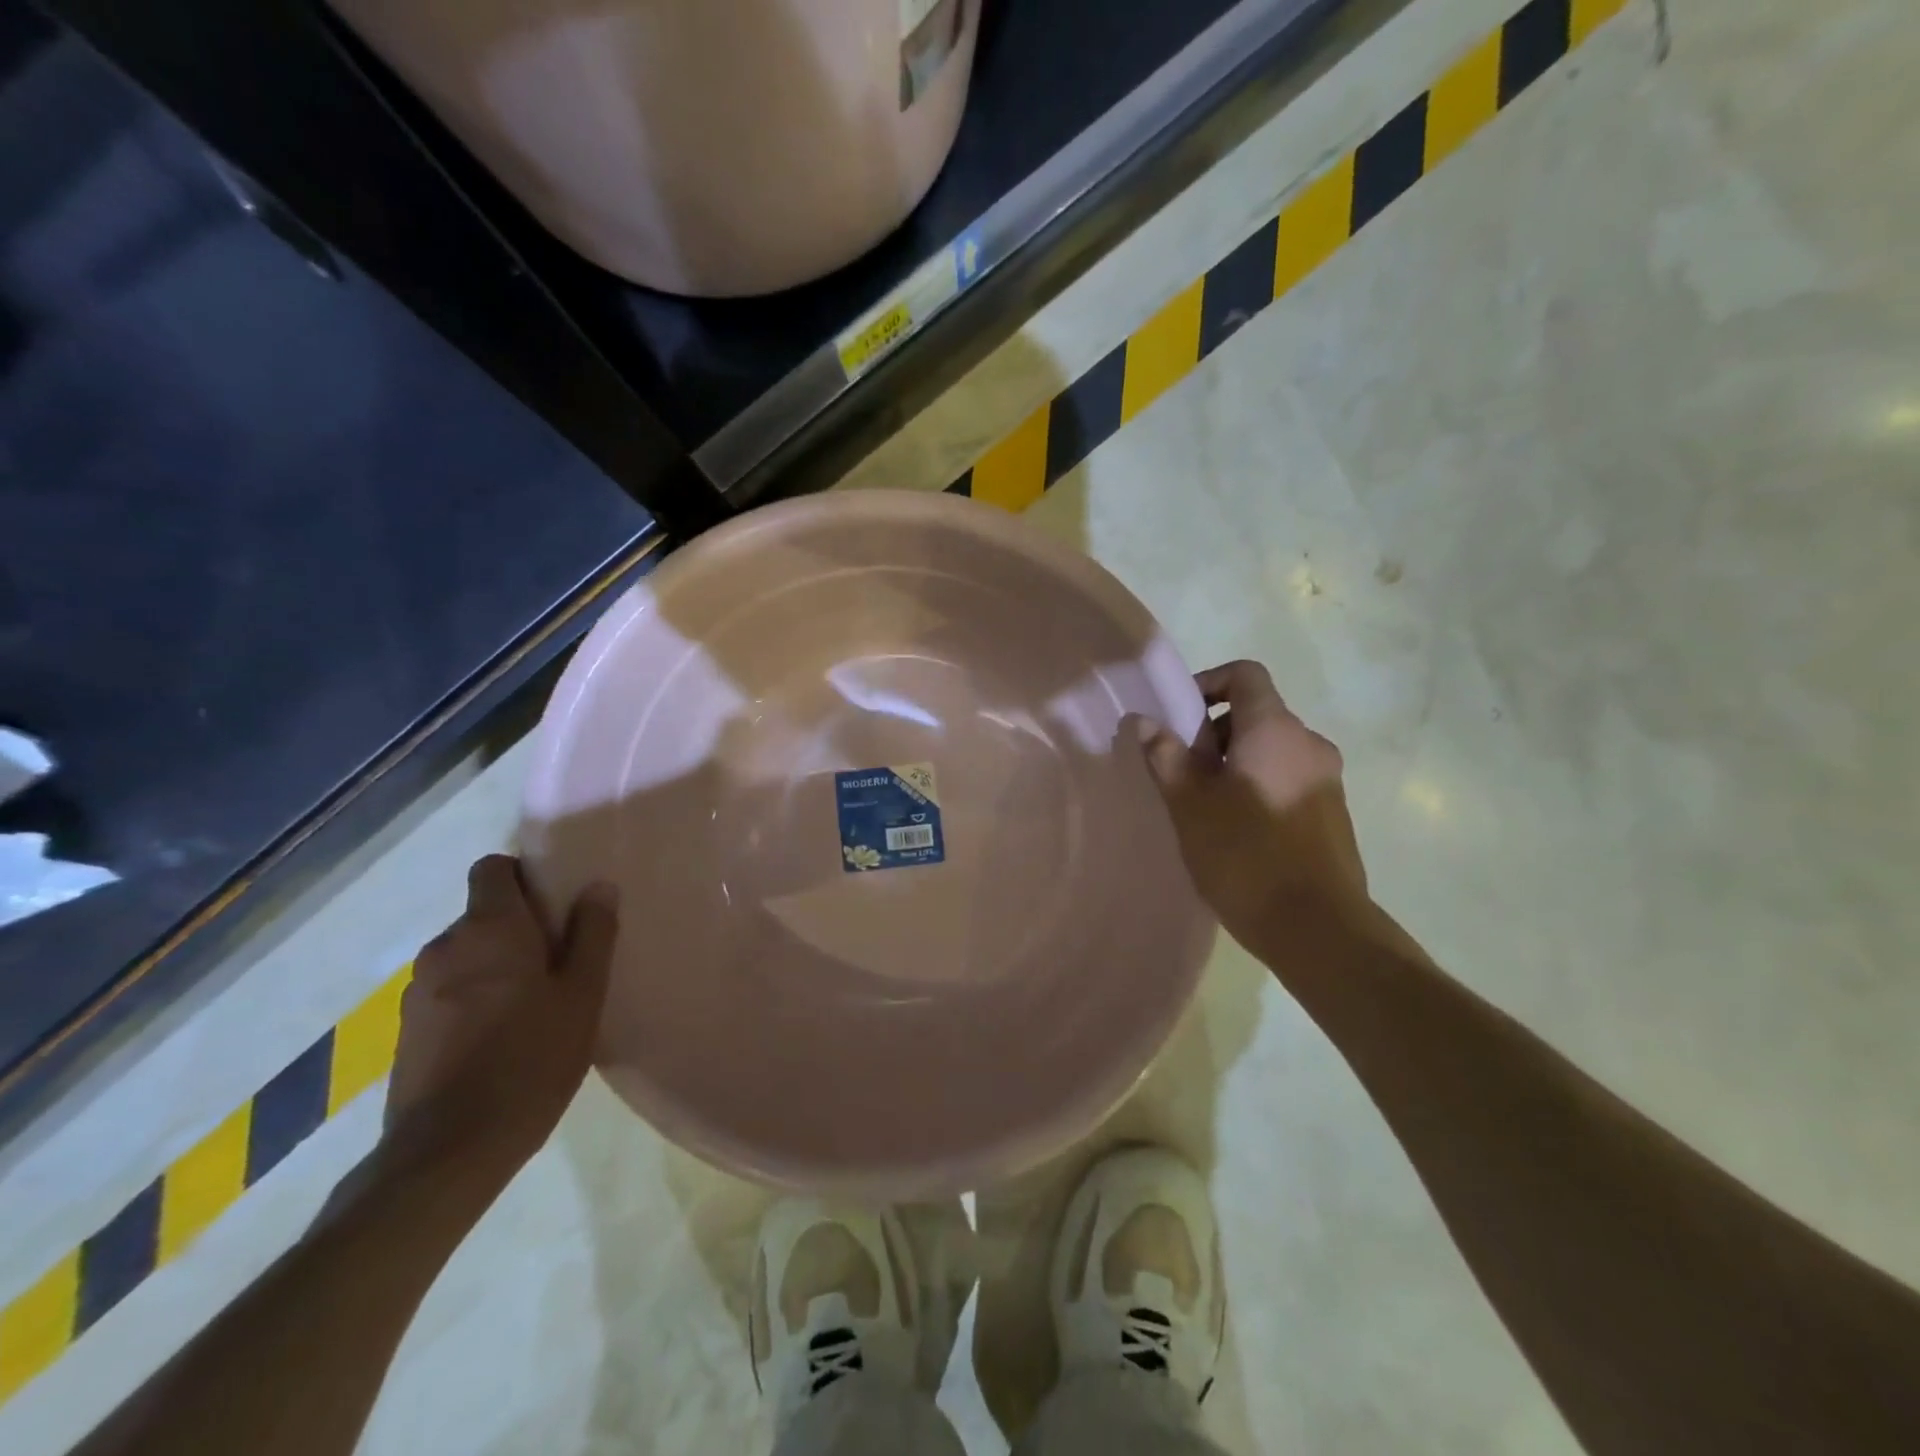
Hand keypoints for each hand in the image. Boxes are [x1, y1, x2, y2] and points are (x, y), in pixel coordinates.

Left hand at [384, 855, 617, 1182]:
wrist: (448, 1151)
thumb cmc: (530, 1059)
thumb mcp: (582, 994)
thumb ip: (593, 934)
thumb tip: (598, 886)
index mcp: (488, 929)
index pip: (492, 868)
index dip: (524, 876)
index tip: (556, 905)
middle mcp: (444, 947)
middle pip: (483, 913)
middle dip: (519, 926)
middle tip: (561, 961)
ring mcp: (418, 990)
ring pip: (467, 954)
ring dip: (496, 964)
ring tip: (533, 1004)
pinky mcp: (407, 1029)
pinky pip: (449, 990)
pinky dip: (475, 997)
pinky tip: (500, 1037)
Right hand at [1136, 660, 1368, 955]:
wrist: (1319, 928)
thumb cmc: (1245, 856)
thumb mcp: (1190, 805)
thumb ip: (1167, 756)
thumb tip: (1145, 722)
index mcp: (1275, 730)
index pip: (1245, 675)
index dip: (1208, 683)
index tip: (1179, 717)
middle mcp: (1309, 744)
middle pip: (1256, 714)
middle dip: (1213, 733)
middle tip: (1183, 772)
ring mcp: (1327, 780)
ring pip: (1271, 750)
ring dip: (1234, 763)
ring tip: (1205, 806)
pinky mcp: (1333, 812)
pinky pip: (1287, 778)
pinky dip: (1258, 785)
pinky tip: (1237, 830)